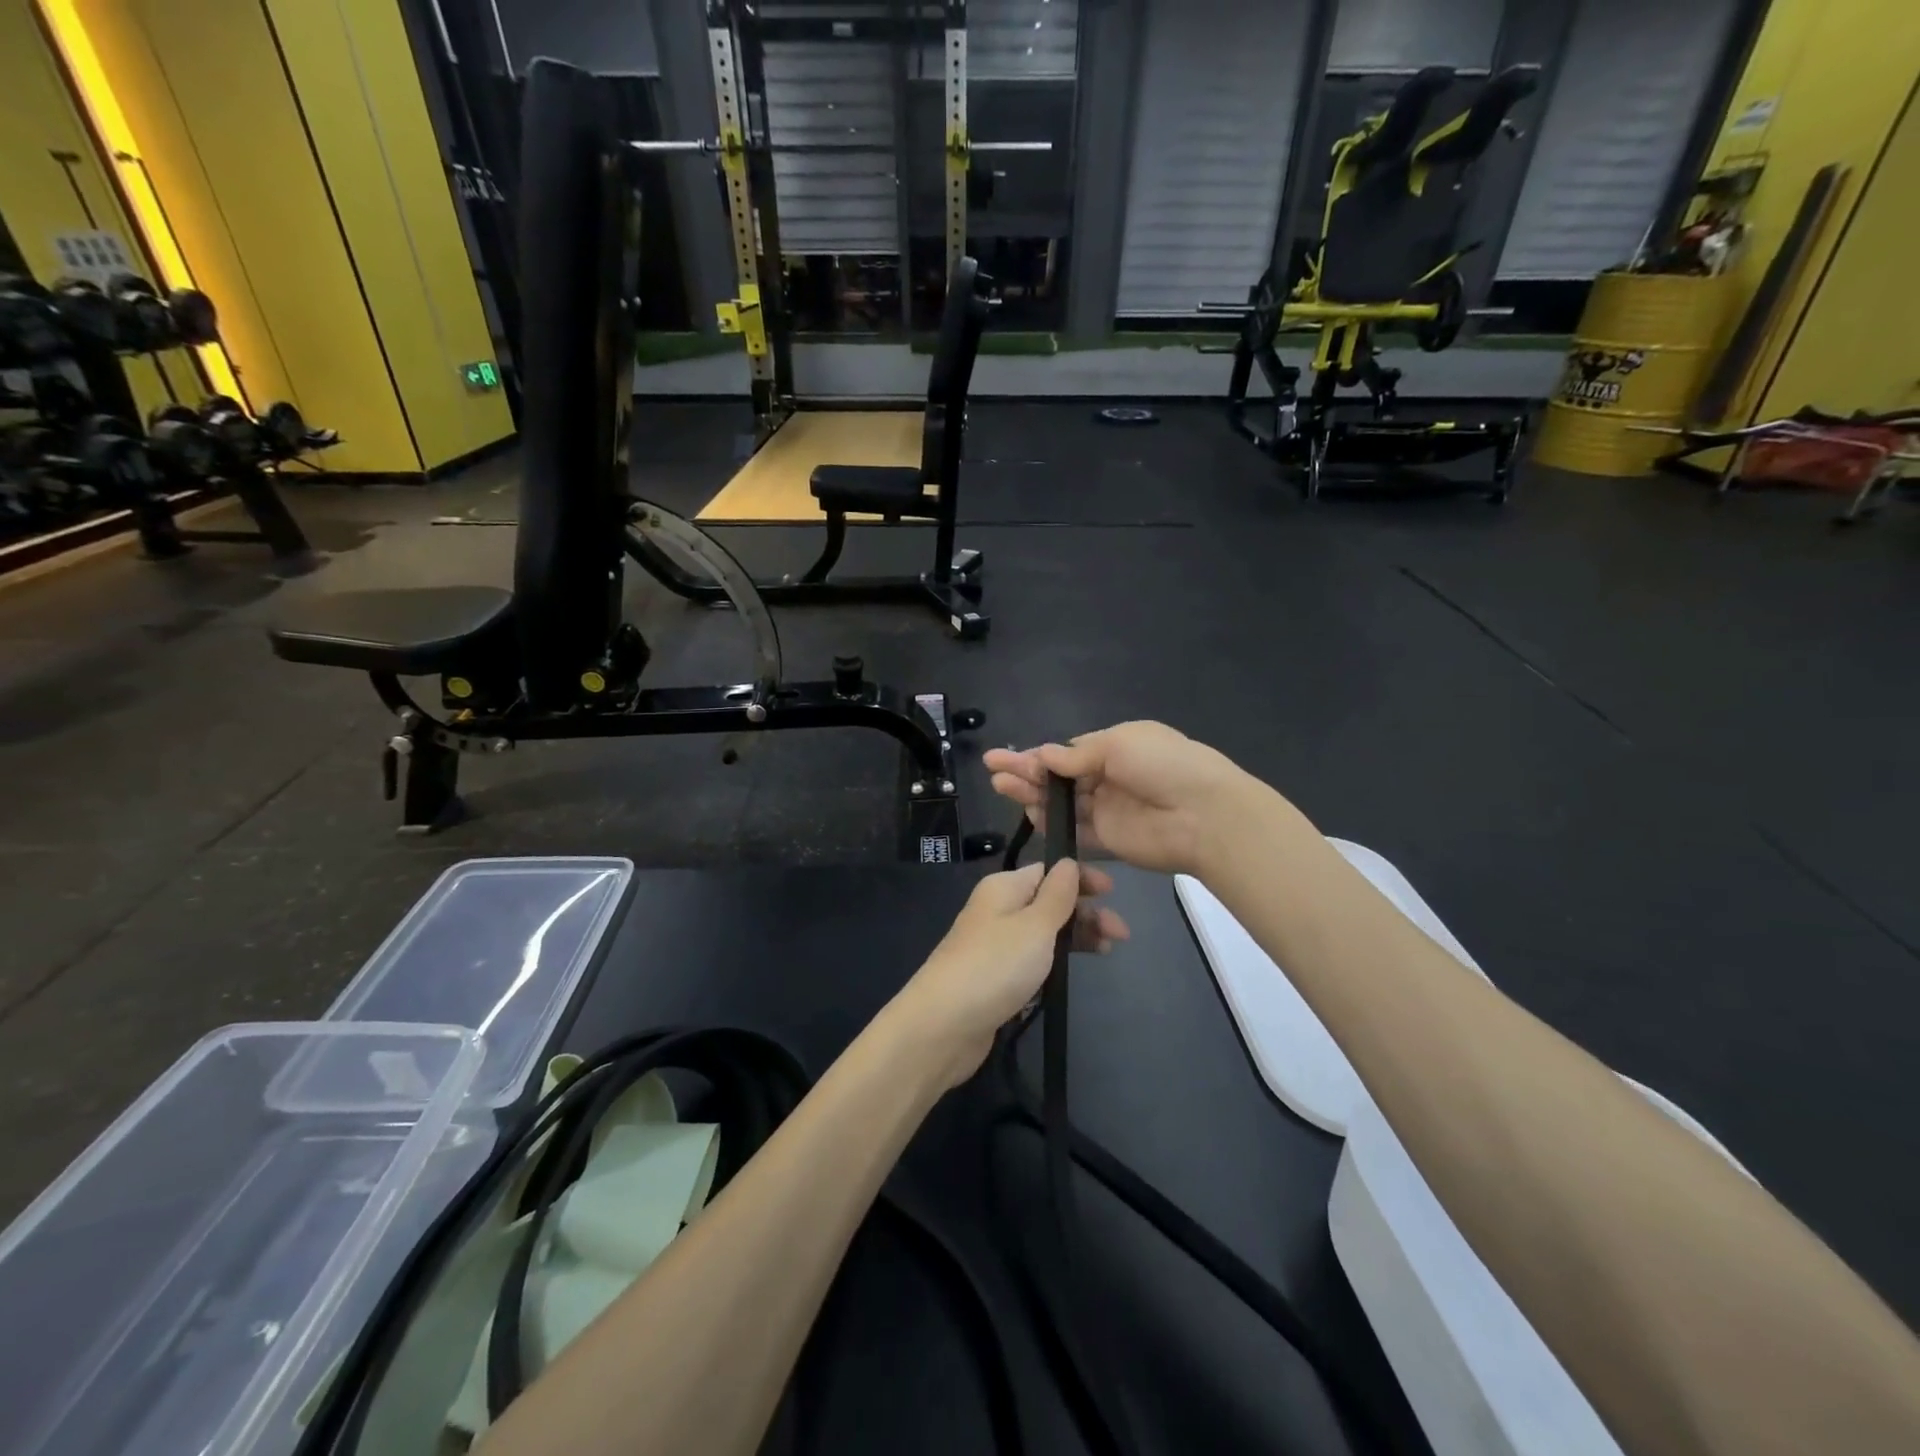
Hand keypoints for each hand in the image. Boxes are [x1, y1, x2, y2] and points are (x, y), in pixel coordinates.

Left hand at [892, 860, 1127, 1086]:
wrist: (943, 1025)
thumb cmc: (995, 966)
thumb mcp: (1035, 925)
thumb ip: (1057, 895)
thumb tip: (1067, 862)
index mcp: (1003, 888)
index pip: (1048, 871)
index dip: (1081, 879)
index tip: (1113, 893)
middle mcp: (997, 910)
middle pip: (1049, 901)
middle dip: (1085, 912)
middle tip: (1120, 935)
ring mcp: (994, 945)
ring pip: (1043, 932)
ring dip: (1075, 937)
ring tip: (1106, 952)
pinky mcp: (995, 977)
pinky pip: (1032, 959)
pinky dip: (1055, 961)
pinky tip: (1072, 973)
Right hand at [984, 722, 1245, 876]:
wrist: (1205, 815)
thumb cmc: (1164, 766)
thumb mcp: (1119, 745)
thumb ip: (1078, 756)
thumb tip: (1045, 755)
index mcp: (1116, 748)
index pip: (1068, 753)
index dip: (1037, 755)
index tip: (1005, 757)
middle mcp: (1109, 778)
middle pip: (1059, 777)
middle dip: (1026, 772)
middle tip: (994, 771)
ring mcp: (1108, 810)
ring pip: (1062, 803)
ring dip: (1032, 795)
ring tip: (1002, 788)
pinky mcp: (1109, 840)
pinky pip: (1074, 831)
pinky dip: (1051, 824)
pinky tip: (1028, 815)